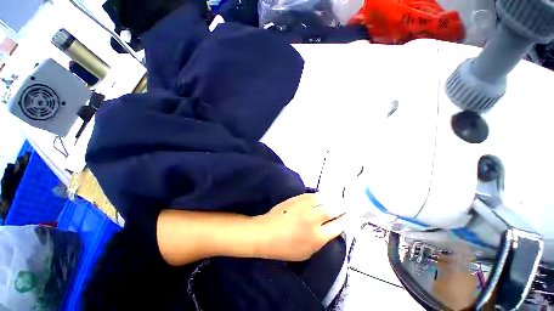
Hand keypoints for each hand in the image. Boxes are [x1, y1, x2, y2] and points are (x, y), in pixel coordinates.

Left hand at [253, 193, 347, 261]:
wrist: (266, 233)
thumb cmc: (286, 248)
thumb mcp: (308, 252)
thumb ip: (322, 240)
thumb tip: (332, 228)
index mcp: (318, 237)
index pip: (339, 225)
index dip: (347, 219)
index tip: (351, 215)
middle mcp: (314, 219)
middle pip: (334, 209)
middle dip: (343, 206)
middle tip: (348, 204)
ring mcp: (305, 206)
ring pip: (324, 198)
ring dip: (333, 198)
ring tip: (338, 198)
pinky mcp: (297, 198)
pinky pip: (313, 195)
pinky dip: (321, 195)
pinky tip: (324, 196)